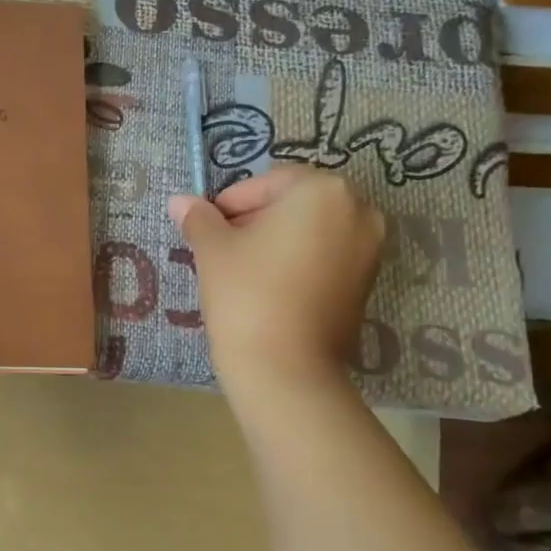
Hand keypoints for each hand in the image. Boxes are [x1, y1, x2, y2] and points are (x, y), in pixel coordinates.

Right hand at [167, 167, 383, 399]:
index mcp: (323, 191)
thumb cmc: (247, 295)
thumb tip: (179, 201)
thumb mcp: (213, 250)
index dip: (231, 202)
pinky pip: (327, 257)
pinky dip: (298, 262)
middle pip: (295, 203)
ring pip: (312, 231)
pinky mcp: (367, 283)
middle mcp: (358, 211)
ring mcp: (370, 249)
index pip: (268, 181)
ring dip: (277, 240)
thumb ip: (199, 218)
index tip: (206, 228)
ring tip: (243, 270)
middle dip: (257, 219)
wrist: (286, 368)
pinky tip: (269, 288)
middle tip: (222, 247)